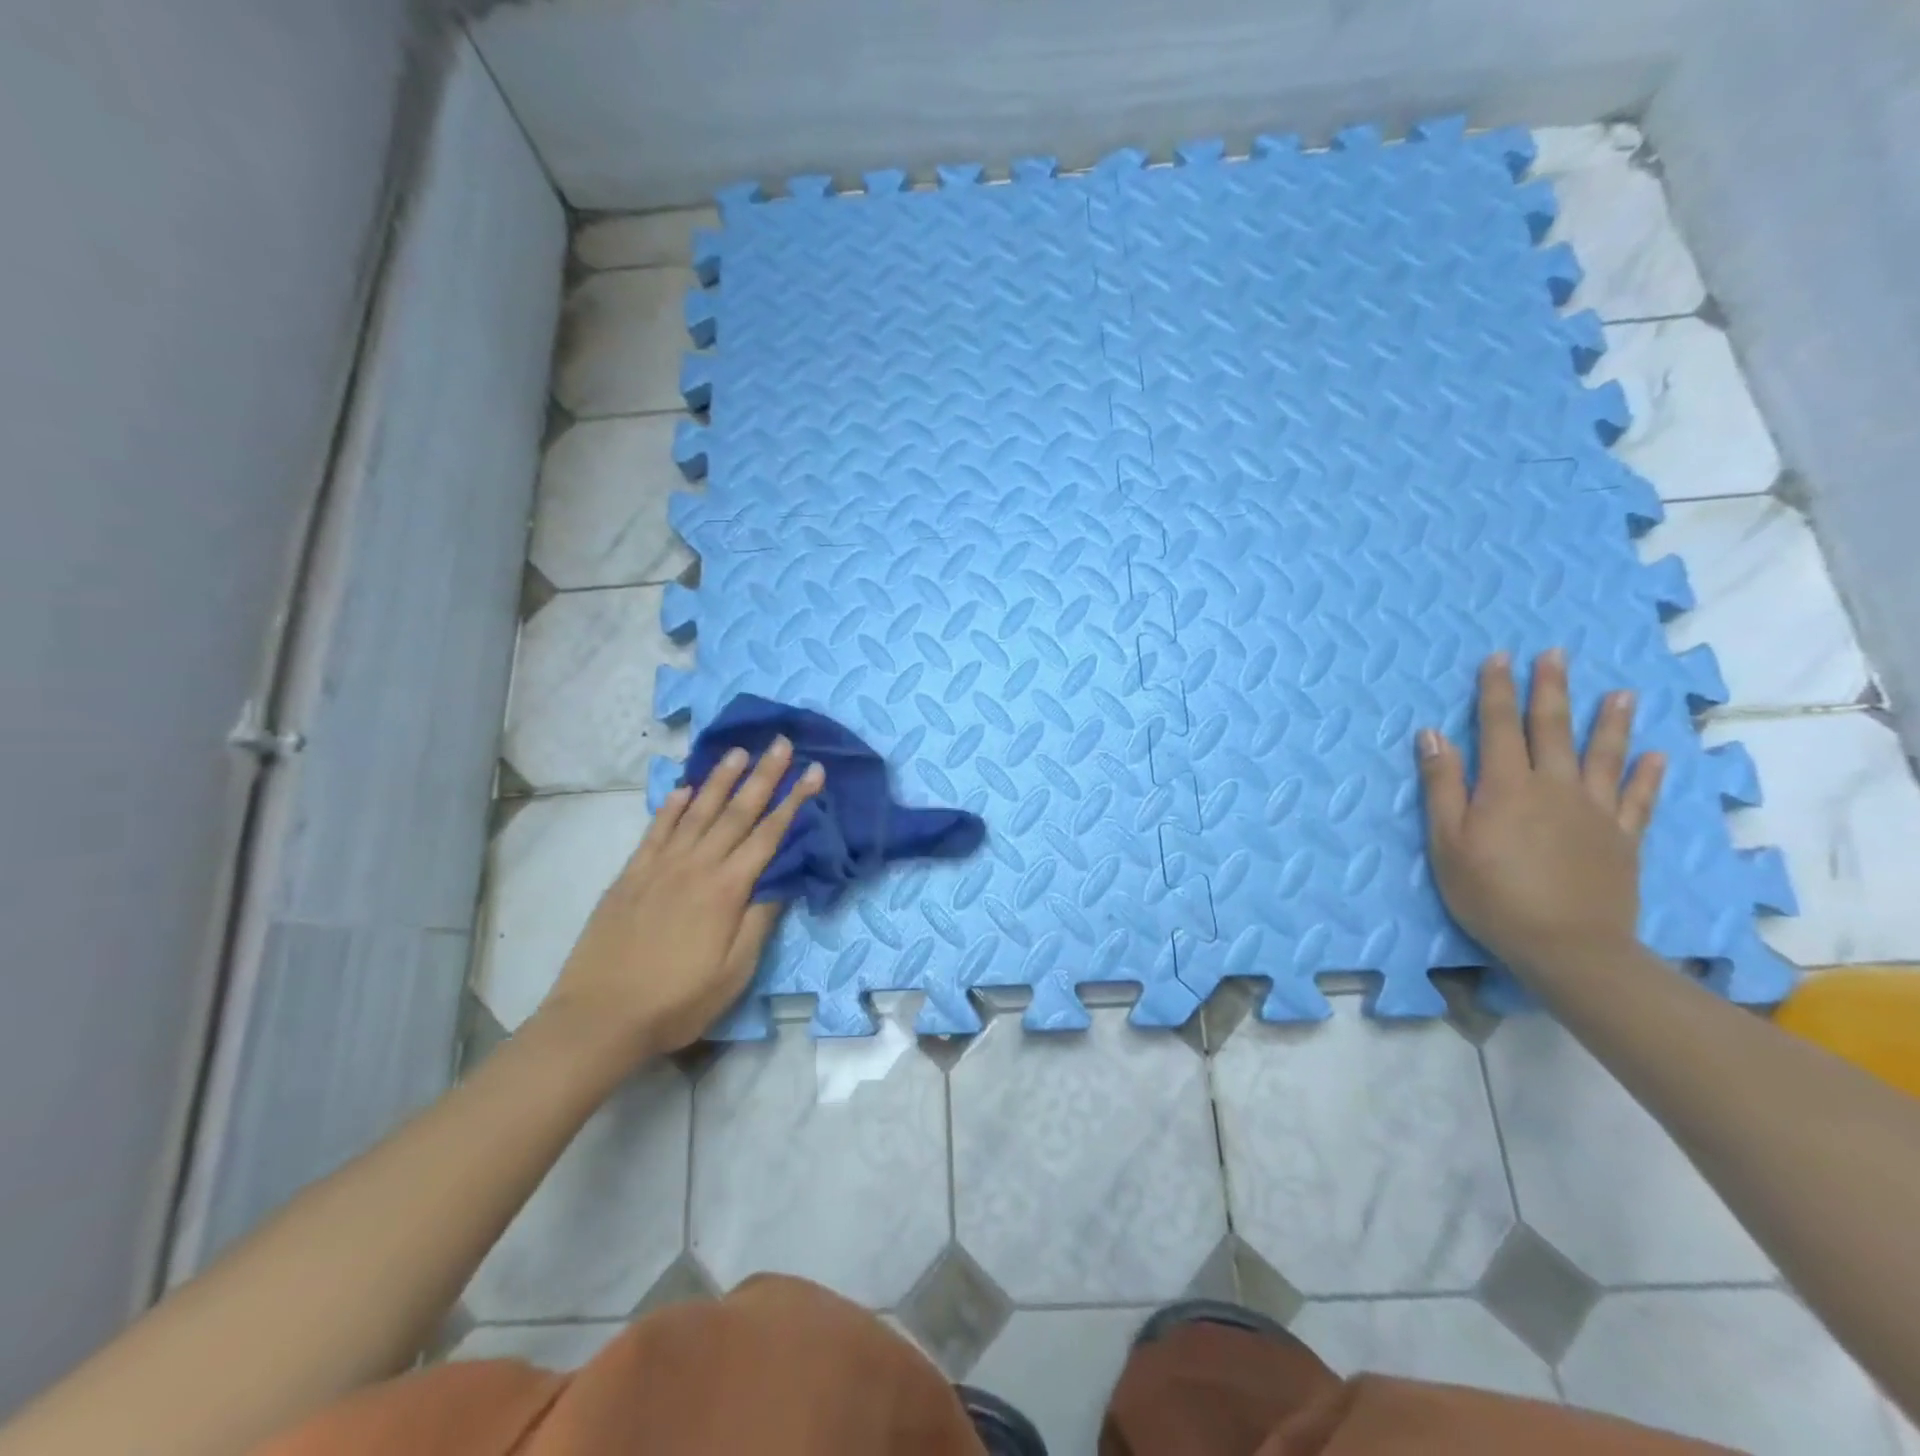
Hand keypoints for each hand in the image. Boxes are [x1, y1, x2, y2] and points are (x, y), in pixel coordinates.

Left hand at [538, 738, 824, 1061]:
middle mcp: (696, 866)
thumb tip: (782, 878)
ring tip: (738, 752)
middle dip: (764, 776)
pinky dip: (671, 806)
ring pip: (696, 811)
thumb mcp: (734, 972)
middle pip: (737, 812)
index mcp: (726, 889)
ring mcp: (659, 866)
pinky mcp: (630, 875)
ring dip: (720, 779)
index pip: (769, 834)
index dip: (794, 801)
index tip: (813, 771)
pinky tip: (683, 788)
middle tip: (781, 743)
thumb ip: (759, 920)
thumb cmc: (676, 1001)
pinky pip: (655, 830)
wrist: (599, 1018)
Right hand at [1417, 649, 1664, 977]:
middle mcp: (1554, 787)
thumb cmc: (1490, 893)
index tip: (1499, 658)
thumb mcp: (1447, 841)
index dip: (1496, 691)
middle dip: (1550, 690)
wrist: (1567, 945)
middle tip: (1555, 655)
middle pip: (1552, 729)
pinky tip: (1654, 756)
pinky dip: (1646, 775)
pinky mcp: (1622, 838)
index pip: (1497, 727)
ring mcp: (1594, 811)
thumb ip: (1442, 786)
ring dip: (1609, 722)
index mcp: (1506, 787)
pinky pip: (1637, 799)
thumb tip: (1432, 735)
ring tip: (1619, 692)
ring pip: (1603, 755)